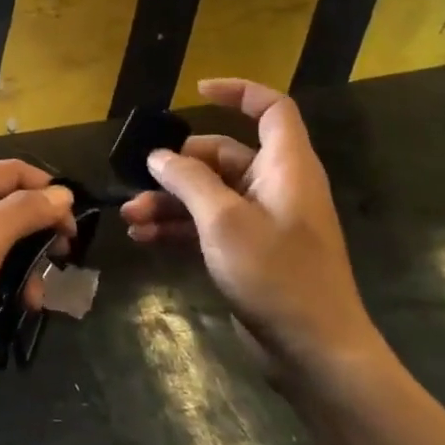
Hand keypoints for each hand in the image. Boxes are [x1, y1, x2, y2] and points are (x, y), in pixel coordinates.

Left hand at [0, 160, 74, 408]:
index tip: (75, 226)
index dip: (47, 191)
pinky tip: (18, 306)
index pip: (11, 172)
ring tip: (36, 297)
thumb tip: (61, 192)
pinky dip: (4, 282)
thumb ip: (23, 212)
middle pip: (6, 205)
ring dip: (24, 264)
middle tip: (62, 260)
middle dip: (37, 232)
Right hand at [121, 78, 381, 389]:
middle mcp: (275, 187)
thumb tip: (159, 155)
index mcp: (285, 167)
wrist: (314, 353)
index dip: (238, 92)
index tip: (196, 92)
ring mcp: (263, 222)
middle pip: (223, 155)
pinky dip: (178, 227)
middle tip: (142, 179)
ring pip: (209, 193)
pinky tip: (143, 238)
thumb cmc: (276, 274)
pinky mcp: (249, 252)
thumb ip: (189, 180)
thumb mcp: (224, 220)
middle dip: (179, 165)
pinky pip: (208, 225)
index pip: (271, 109)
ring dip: (169, 201)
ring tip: (130, 216)